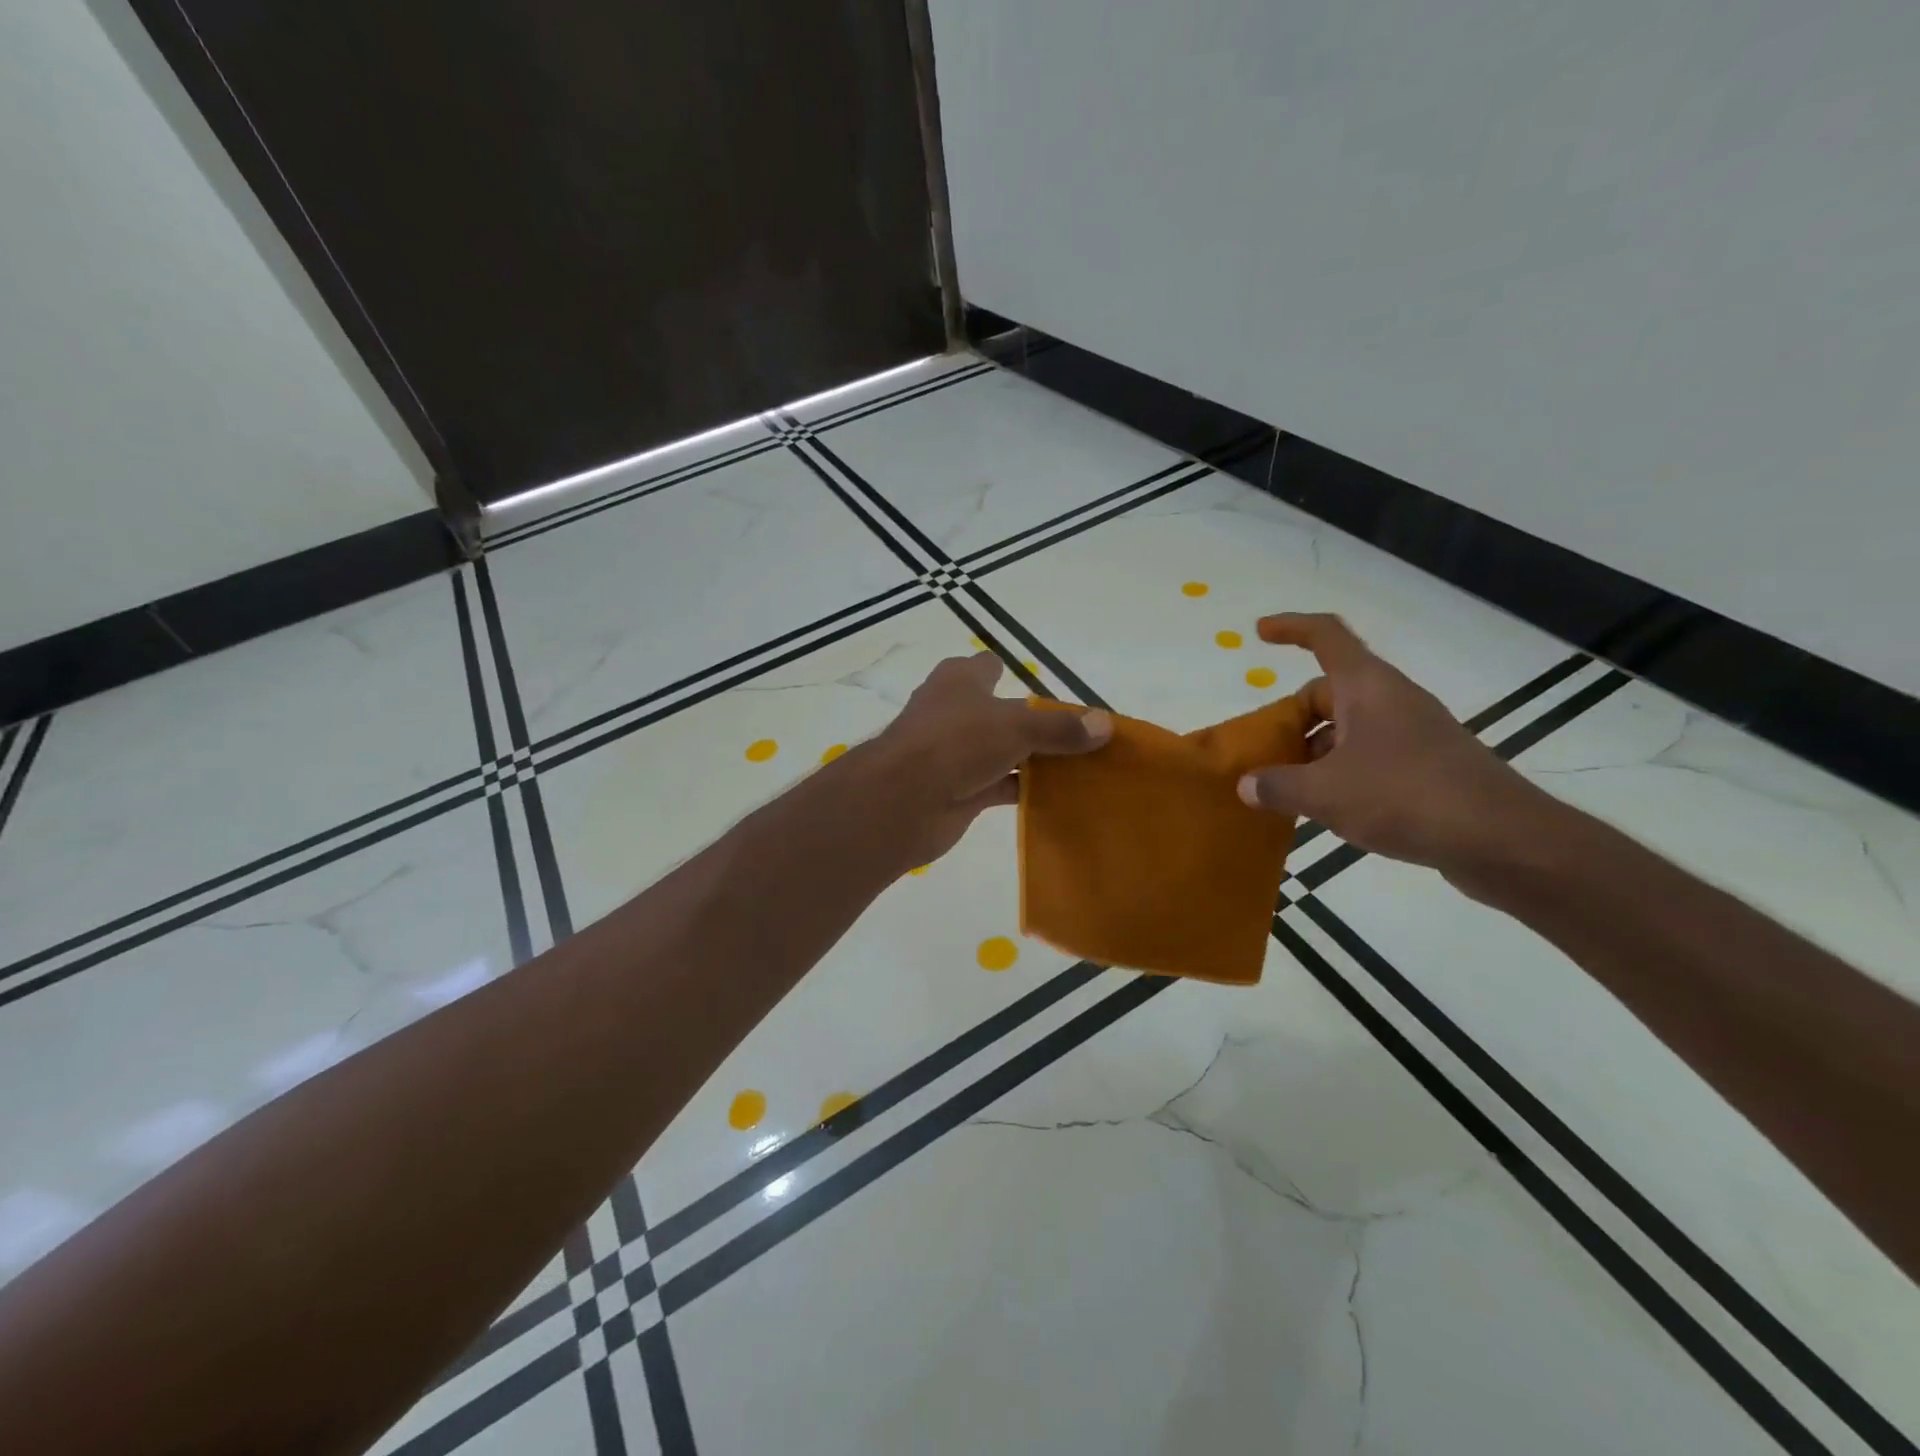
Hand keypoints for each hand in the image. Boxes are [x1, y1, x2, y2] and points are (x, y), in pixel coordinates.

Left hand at [866, 653, 1112, 867]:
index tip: (1046, 687)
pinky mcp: (960, 790)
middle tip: (1079, 733)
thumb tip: (1106, 724)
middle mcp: (955, 713)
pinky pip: (1001, 786)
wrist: (903, 800)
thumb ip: (1060, 727)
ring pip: (1003, 751)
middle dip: (1033, 721)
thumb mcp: (1016, 726)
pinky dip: (1025, 789)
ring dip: (1033, 759)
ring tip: (1080, 765)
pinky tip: (1059, 796)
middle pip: (1000, 712)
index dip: (1012, 671)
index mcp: (960, 681)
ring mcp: (955, 754)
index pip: (987, 666)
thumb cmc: (956, 742)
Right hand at [1236, 614, 1551, 873]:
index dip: (1291, 627)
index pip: (1326, 636)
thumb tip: (1247, 785)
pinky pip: (1370, 755)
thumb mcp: (1326, 793)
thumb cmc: (1406, 797)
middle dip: (1292, 717)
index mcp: (1368, 687)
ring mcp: (1413, 733)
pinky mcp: (1427, 766)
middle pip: (1329, 691)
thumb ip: (1278, 786)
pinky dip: (1341, 771)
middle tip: (1264, 751)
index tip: (1260, 631)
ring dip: (1314, 750)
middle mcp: (1392, 701)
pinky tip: (1329, 808)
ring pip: (1348, 728)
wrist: (1503, 841)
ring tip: (1288, 789)